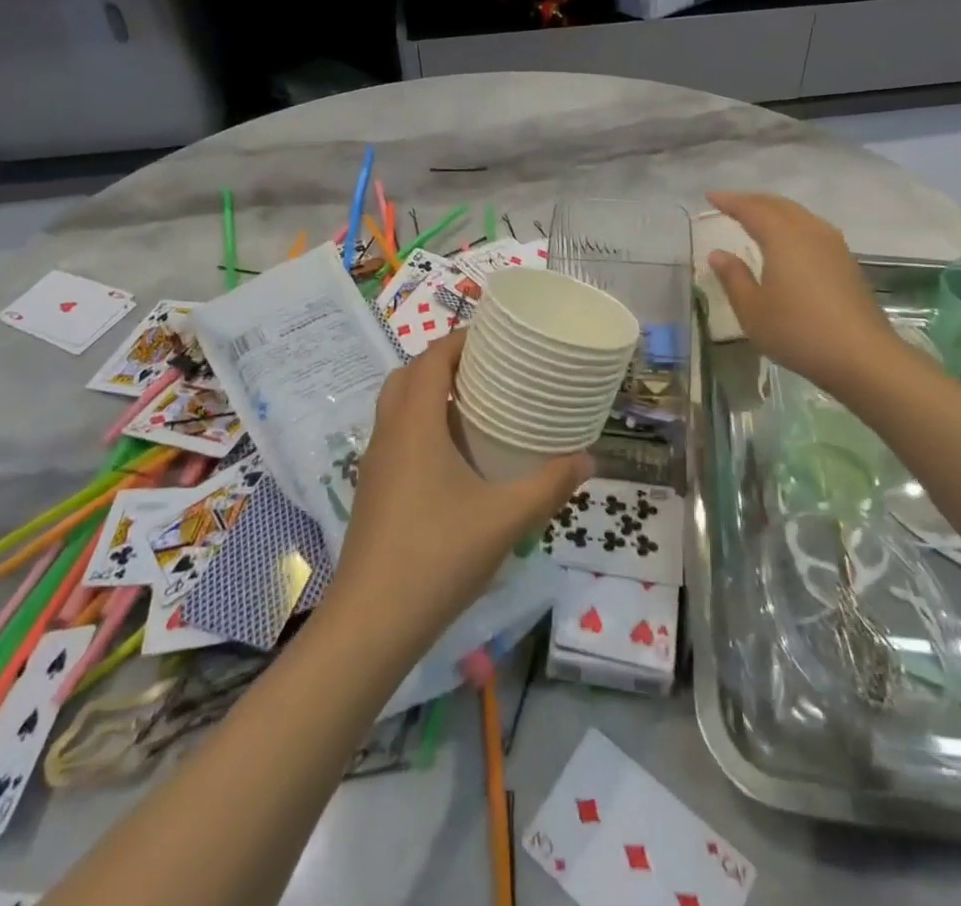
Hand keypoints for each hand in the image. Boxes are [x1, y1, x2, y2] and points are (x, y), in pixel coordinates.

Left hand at [327, 331, 590, 656]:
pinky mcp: (372, 491)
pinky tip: (453, 458)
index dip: (459, 340)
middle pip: (408, 376)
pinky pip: (395, 436)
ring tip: (475, 406)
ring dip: (428, 394)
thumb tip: (590, 459)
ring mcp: (375, 464)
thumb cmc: (438, 556)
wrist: (371, 623)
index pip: (431, 360)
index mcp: (414, 424)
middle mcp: (388, 434)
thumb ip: (549, 486)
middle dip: (443, 362)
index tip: (493, 337)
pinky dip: (420, 425)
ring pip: (396, 407)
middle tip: (487, 369)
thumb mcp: (505, 519)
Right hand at [705, 191, 906, 392]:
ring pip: (799, 215)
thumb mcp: (752, 309)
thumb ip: (733, 277)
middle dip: (752, 201)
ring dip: (774, 211)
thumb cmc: (798, 331)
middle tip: (730, 204)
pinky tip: (788, 241)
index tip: (710, 196)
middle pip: (778, 205)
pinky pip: (812, 228)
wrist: (862, 356)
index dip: (730, 201)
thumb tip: (718, 254)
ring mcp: (833, 245)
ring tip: (757, 217)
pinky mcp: (846, 262)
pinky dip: (792, 225)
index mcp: (783, 237)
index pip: (752, 209)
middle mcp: (810, 232)